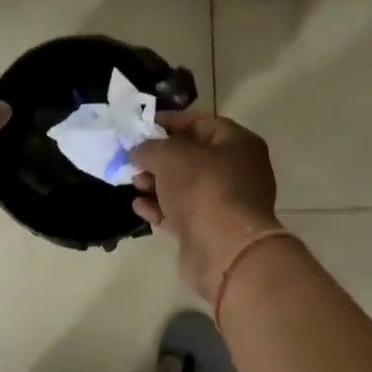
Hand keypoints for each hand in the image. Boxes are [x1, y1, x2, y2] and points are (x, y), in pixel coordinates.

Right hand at [128, 110, 283, 301]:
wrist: (225, 250)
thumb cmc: (203, 189)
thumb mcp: (170, 156)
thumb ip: (149, 147)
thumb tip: (138, 152)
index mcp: (238, 143)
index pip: (201, 122)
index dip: (169, 121)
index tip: (140, 127)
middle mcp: (237, 170)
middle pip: (191, 156)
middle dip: (159, 157)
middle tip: (134, 159)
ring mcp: (225, 202)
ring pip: (184, 186)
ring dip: (156, 184)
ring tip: (134, 184)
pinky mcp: (210, 230)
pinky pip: (181, 213)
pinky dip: (161, 208)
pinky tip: (139, 207)